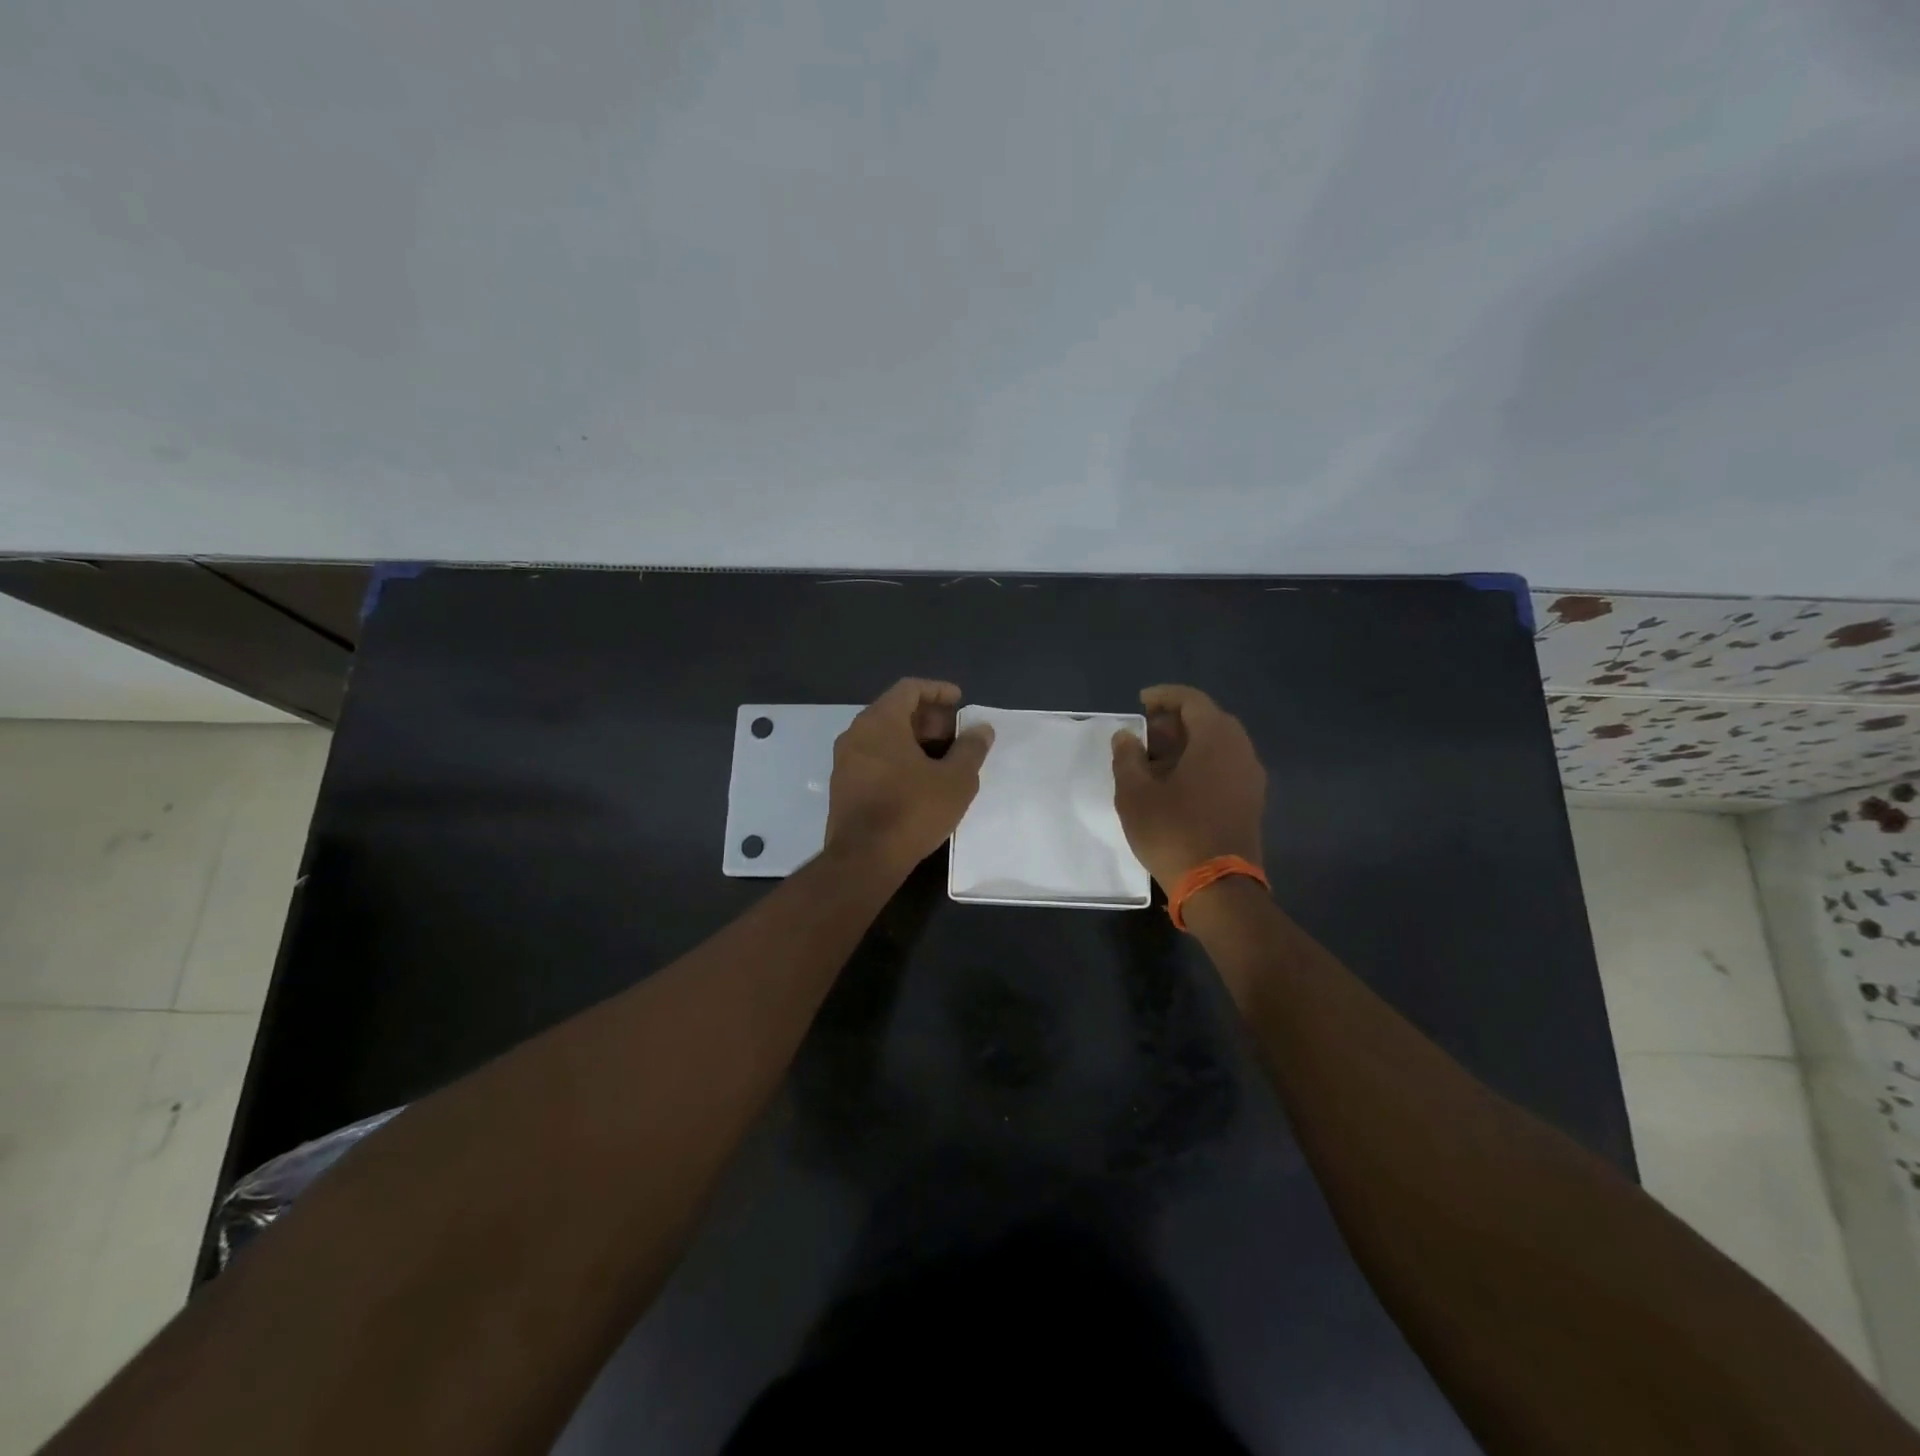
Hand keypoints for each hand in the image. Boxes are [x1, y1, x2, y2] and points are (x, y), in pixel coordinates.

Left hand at [825, 679, 994, 874]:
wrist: (863, 860)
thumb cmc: (912, 811)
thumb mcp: (955, 780)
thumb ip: (970, 749)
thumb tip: (981, 729)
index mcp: (880, 721)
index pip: (909, 689)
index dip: (937, 690)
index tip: (959, 700)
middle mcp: (856, 733)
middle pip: (895, 710)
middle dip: (928, 718)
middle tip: (955, 735)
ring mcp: (844, 760)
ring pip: (883, 736)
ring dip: (913, 740)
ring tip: (942, 759)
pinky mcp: (842, 785)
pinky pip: (873, 757)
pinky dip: (897, 757)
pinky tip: (919, 780)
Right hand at [1111, 684, 1266, 888]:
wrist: (1218, 887)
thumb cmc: (1173, 831)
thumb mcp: (1135, 794)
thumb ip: (1128, 757)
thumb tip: (1126, 736)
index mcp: (1216, 739)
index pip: (1192, 701)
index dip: (1164, 696)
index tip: (1140, 701)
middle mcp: (1240, 751)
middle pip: (1209, 720)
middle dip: (1175, 721)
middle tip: (1145, 732)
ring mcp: (1250, 778)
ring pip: (1218, 745)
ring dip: (1188, 743)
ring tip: (1155, 759)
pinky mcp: (1251, 802)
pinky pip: (1225, 766)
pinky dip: (1201, 762)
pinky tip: (1175, 782)